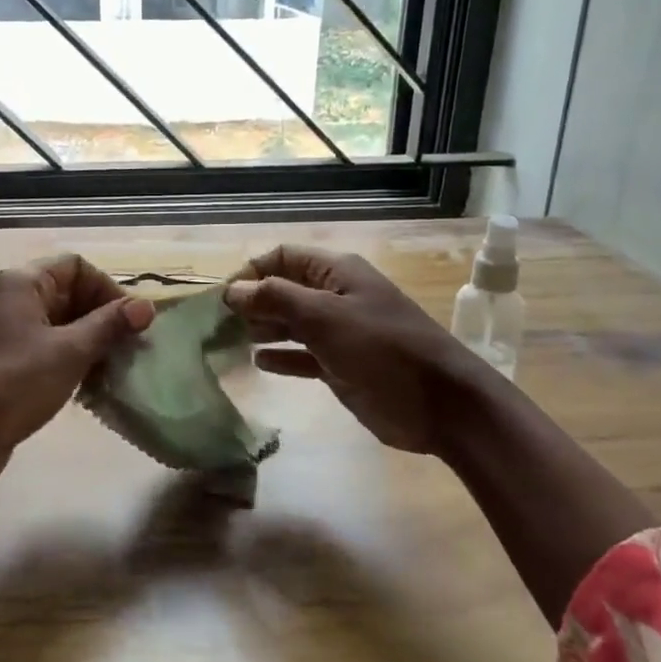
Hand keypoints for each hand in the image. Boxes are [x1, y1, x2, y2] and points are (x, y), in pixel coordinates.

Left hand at [0, 254, 153, 491]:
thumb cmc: (13, 384)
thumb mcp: (69, 352)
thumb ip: (109, 325)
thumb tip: (147, 306)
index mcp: (22, 283)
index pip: (76, 266)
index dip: (107, 288)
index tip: (130, 322)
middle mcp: (11, 299)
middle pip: (69, 293)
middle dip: (102, 318)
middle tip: (129, 350)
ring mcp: (5, 332)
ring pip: (60, 324)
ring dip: (90, 343)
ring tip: (113, 371)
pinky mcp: (4, 362)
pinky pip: (46, 349)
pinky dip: (70, 361)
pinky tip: (88, 387)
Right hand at [225, 246, 495, 458]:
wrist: (441, 404)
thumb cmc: (382, 349)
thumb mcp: (324, 317)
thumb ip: (275, 298)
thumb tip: (232, 289)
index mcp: (337, 273)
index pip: (283, 257)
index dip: (251, 272)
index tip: (221, 297)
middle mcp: (336, 296)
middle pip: (284, 289)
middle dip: (253, 301)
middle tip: (219, 324)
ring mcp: (341, 332)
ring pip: (292, 322)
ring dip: (264, 328)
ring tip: (231, 342)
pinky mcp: (343, 365)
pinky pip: (304, 354)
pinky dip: (283, 356)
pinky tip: (259, 363)